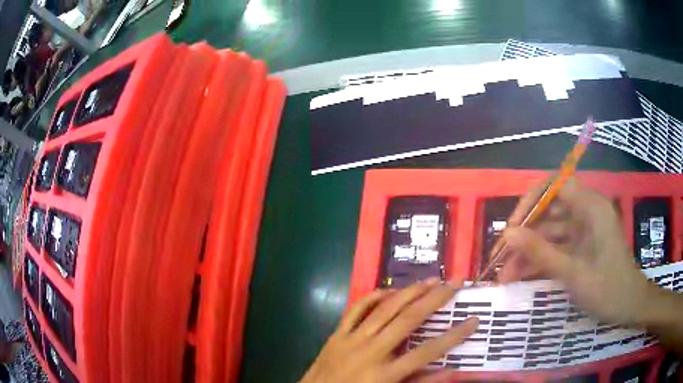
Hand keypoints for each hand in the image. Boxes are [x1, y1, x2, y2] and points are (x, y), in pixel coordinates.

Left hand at [301, 279, 478, 382]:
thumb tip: (451, 371)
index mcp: (384, 374)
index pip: (427, 352)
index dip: (454, 336)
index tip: (474, 320)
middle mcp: (370, 352)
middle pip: (408, 320)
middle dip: (435, 300)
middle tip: (455, 284)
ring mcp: (351, 339)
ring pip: (384, 308)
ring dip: (410, 291)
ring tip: (431, 280)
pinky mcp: (336, 334)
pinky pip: (356, 309)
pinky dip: (374, 296)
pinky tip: (390, 289)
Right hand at [498, 178, 656, 325]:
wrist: (628, 307)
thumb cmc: (608, 289)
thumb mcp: (573, 273)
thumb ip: (541, 253)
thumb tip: (507, 234)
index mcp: (591, 207)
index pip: (556, 185)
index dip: (531, 201)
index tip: (513, 227)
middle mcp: (586, 212)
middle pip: (549, 210)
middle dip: (524, 233)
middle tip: (500, 257)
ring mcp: (583, 231)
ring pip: (549, 232)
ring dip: (527, 252)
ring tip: (505, 275)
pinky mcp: (581, 247)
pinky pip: (555, 247)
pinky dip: (538, 260)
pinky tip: (520, 276)